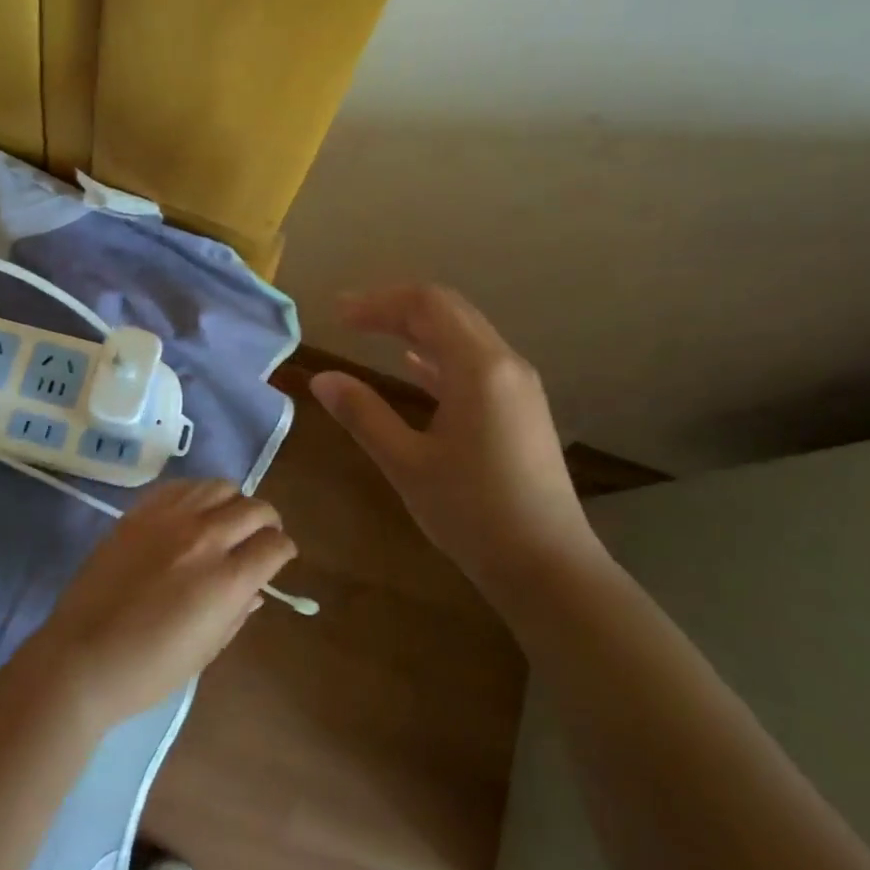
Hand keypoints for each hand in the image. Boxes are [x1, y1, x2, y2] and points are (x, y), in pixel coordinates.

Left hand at [30, 480, 295, 727]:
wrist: (83, 657)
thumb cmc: (150, 669)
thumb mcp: (208, 649)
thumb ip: (238, 611)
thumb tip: (255, 589)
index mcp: (227, 579)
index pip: (274, 545)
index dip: (283, 551)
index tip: (279, 558)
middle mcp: (205, 538)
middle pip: (255, 508)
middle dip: (268, 522)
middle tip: (261, 537)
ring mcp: (169, 519)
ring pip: (220, 486)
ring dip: (234, 502)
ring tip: (227, 520)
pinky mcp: (140, 512)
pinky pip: (181, 486)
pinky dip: (198, 494)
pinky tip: (194, 512)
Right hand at [309, 285, 601, 583]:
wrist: (547, 567)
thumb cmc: (472, 513)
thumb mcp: (407, 463)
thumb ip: (363, 414)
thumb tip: (322, 378)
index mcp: (479, 368)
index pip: (427, 304)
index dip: (378, 302)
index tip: (338, 315)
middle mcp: (505, 365)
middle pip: (448, 312)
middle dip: (396, 308)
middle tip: (348, 318)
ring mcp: (518, 387)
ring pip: (463, 336)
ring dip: (417, 329)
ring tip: (372, 333)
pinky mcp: (520, 410)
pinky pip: (475, 364)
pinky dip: (438, 356)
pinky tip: (412, 366)